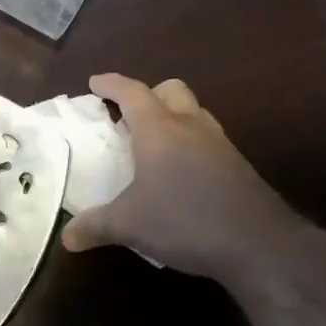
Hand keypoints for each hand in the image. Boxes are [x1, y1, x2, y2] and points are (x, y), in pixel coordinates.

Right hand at [62, 73, 312, 280]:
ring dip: (174, 117)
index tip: (95, 82)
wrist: (258, 243)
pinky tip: (183, 174)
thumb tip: (67, 238)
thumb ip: (96, 226)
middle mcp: (190, 126)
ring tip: (156, 144)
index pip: (132, 92)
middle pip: (171, 90)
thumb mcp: (130, 225)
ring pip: (194, 113)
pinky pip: (209, 140)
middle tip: (129, 115)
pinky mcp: (238, 166)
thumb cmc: (184, 220)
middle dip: (149, 94)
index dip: (111, 84)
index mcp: (159, 129)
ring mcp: (220, 144)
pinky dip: (191, 144)